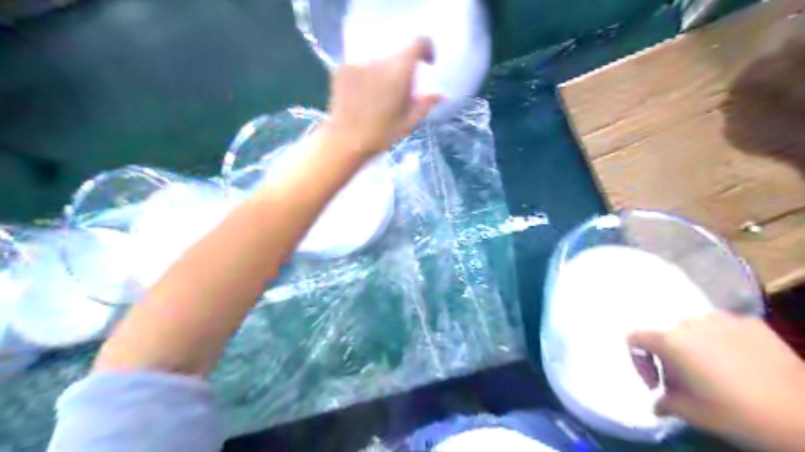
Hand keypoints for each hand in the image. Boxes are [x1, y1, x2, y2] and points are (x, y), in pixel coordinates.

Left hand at [324, 37, 439, 156]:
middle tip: (400, 92)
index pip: (418, 42)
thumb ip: (425, 103)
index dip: (426, 49)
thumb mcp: (408, 123)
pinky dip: (367, 74)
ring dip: (384, 71)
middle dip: (403, 69)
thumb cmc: (380, 136)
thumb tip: (441, 94)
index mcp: (399, 72)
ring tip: (379, 95)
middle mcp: (379, 60)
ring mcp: (358, 62)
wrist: (344, 141)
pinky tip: (363, 94)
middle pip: (397, 54)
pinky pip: (362, 63)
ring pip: (379, 59)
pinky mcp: (343, 67)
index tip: (427, 64)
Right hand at [628, 312, 804, 446]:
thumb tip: (658, 402)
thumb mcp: (692, 414)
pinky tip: (740, 362)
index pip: (635, 338)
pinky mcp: (751, 323)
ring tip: (715, 370)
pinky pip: (724, 328)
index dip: (639, 360)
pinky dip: (723, 341)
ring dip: (696, 346)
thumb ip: (665, 401)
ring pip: (695, 328)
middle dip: (670, 356)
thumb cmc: (738, 415)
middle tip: (686, 381)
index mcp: (670, 341)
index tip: (655, 383)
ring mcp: (723, 319)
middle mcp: (690, 323)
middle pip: (667, 334)